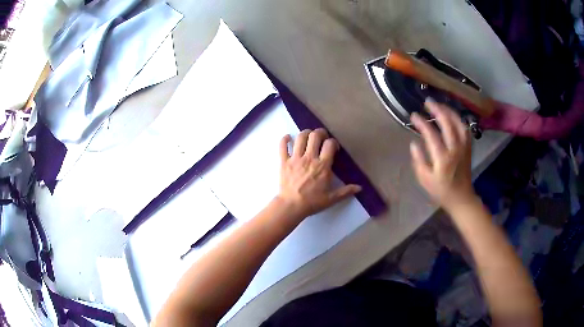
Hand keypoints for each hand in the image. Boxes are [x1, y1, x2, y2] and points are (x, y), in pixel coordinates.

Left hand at [277, 128, 361, 221]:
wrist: (291, 206)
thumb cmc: (312, 202)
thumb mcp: (331, 198)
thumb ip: (346, 191)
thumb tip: (359, 188)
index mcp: (322, 165)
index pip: (329, 144)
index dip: (333, 142)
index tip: (333, 148)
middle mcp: (309, 158)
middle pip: (315, 136)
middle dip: (320, 133)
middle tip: (321, 137)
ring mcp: (295, 158)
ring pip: (300, 138)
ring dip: (305, 133)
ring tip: (308, 136)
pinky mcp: (284, 162)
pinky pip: (282, 146)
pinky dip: (285, 139)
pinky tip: (288, 137)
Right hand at [410, 99, 475, 211]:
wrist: (461, 198)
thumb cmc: (441, 191)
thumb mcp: (425, 179)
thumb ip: (418, 160)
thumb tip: (414, 143)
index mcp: (442, 158)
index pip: (431, 134)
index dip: (421, 122)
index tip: (413, 116)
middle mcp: (455, 149)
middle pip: (447, 123)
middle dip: (437, 109)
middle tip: (427, 102)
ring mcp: (464, 147)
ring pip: (458, 123)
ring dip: (449, 111)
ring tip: (440, 105)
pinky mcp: (469, 147)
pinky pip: (465, 128)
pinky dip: (458, 119)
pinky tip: (453, 116)